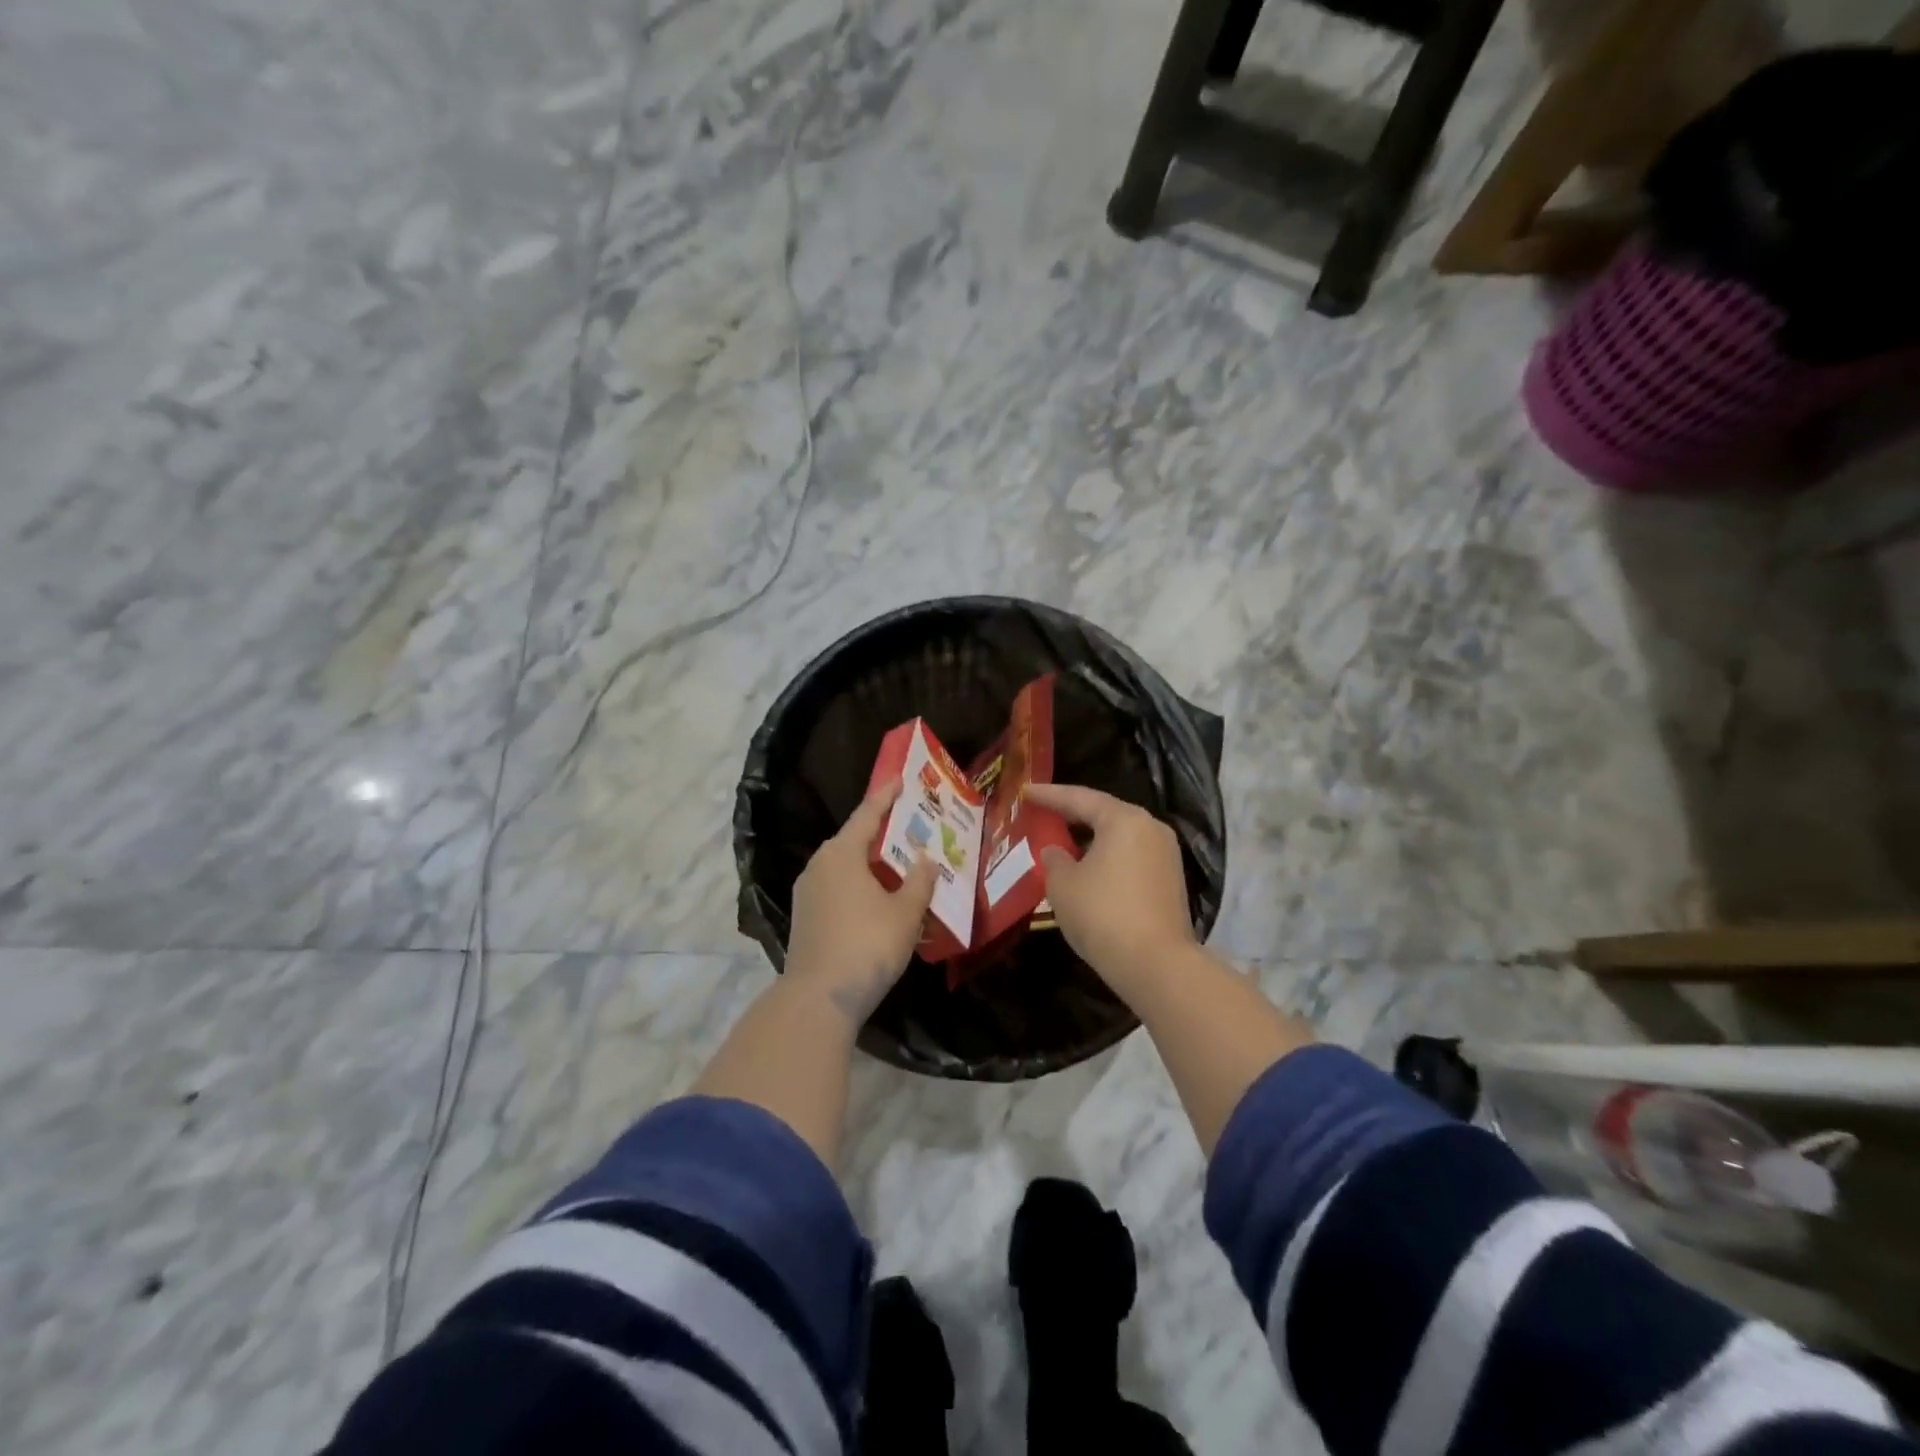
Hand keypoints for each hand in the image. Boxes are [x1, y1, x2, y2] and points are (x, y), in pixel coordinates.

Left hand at [784, 779, 939, 1026]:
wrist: (819, 998)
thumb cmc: (867, 945)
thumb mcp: (905, 912)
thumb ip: (919, 881)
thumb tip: (925, 858)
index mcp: (841, 853)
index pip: (867, 814)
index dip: (886, 796)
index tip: (900, 779)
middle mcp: (819, 865)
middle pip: (854, 839)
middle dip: (882, 832)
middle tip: (910, 826)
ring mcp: (808, 892)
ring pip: (844, 866)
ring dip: (870, 863)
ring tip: (899, 864)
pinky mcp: (805, 917)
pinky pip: (837, 887)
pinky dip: (859, 884)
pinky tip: (877, 899)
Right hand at [1025, 783, 1197, 995]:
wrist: (1156, 964)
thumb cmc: (1102, 914)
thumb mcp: (1063, 885)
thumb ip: (1054, 859)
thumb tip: (1056, 850)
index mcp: (1124, 820)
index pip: (1079, 798)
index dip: (1049, 795)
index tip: (1026, 792)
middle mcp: (1150, 829)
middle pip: (1104, 814)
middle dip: (1072, 815)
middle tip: (1043, 813)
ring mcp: (1166, 856)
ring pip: (1119, 838)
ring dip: (1090, 839)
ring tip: (1062, 842)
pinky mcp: (1170, 883)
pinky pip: (1131, 858)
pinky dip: (1107, 859)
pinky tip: (1088, 870)